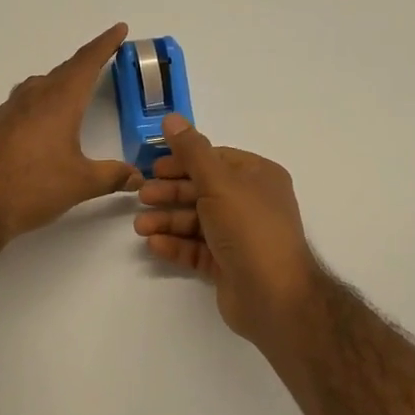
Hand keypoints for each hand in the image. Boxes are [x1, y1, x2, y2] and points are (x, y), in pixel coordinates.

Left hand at [0, 24, 140, 240]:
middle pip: (64, 71)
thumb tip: (138, 176)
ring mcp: (8, 110)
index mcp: (59, 100)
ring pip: (39, 86)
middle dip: (85, 65)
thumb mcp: (81, 183)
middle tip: (102, 61)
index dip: (105, 44)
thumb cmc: (33, 187)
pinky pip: (22, 104)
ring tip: (73, 92)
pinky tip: (41, 124)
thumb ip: (112, 176)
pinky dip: (39, 104)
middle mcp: (33, 97)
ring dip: (59, 83)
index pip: (87, 62)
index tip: (119, 29)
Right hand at [134, 114, 323, 344]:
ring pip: (197, 221)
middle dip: (171, 192)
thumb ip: (192, 151)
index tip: (154, 167)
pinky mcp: (228, 264)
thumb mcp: (218, 182)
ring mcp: (240, 235)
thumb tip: (171, 118)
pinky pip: (197, 248)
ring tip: (141, 226)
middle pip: (202, 190)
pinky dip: (176, 244)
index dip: (183, 161)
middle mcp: (251, 203)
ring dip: (168, 220)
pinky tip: (154, 244)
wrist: (274, 296)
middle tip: (141, 196)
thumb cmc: (249, 228)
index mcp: (258, 177)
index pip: (215, 159)